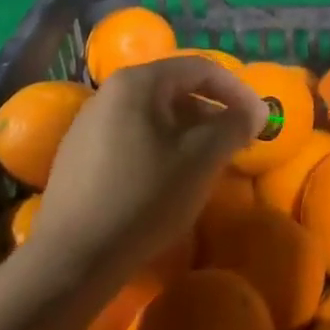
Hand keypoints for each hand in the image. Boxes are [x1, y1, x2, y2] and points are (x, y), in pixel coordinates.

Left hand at [21, 56, 264, 283]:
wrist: (71, 261)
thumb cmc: (144, 197)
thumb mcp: (201, 159)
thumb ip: (233, 126)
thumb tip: (254, 111)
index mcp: (137, 82)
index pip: (200, 68)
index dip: (236, 89)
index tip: (258, 118)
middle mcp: (110, 92)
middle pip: (175, 89)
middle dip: (211, 112)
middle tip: (234, 141)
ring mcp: (89, 123)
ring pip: (153, 115)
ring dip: (187, 131)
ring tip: (205, 162)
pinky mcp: (78, 155)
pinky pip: (131, 136)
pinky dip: (160, 147)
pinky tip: (167, 180)